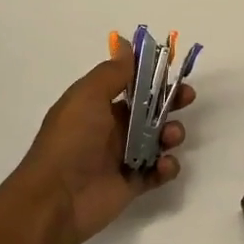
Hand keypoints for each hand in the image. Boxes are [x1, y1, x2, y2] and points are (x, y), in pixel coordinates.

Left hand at [10, 42, 194, 243]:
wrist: (56, 199)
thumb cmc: (71, 140)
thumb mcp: (88, 96)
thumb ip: (112, 72)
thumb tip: (125, 44)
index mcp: (97, 105)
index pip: (129, 84)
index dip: (151, 75)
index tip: (172, 68)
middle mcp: (110, 128)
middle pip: (148, 110)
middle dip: (170, 102)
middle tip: (187, 98)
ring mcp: (121, 158)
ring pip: (157, 140)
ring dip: (170, 133)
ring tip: (170, 137)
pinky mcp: (131, 185)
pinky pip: (157, 172)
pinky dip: (166, 167)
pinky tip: (164, 165)